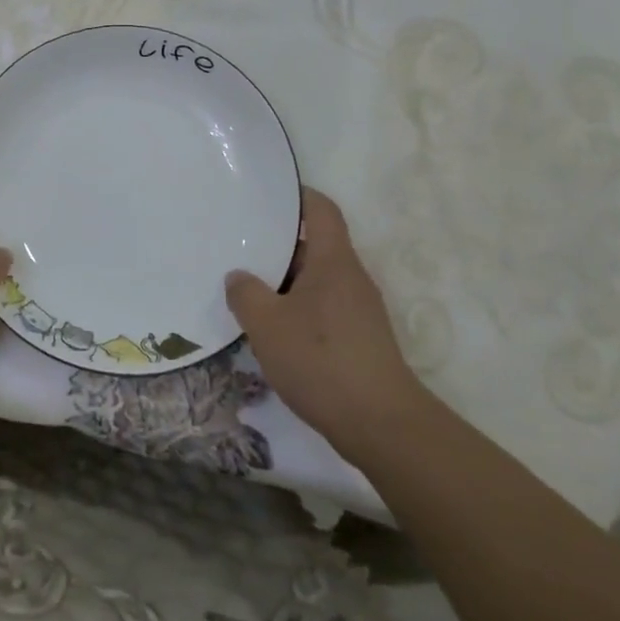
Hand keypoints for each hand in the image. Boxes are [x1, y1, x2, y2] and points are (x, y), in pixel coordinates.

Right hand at [225, 189, 420, 461]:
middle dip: (278, 246)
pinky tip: (271, 331)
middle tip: (238, 247)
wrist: (381, 424)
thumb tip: (239, 277)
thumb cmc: (321, 359)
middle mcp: (351, 278)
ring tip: (246, 291)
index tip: (266, 196)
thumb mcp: (267, 324)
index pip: (322, 210)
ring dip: (284, 284)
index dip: (297, 196)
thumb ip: (246, 293)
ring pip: (315, 282)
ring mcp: (359, 311)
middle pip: (314, 247)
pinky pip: (322, 310)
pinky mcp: (360, 340)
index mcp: (334, 261)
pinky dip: (296, 311)